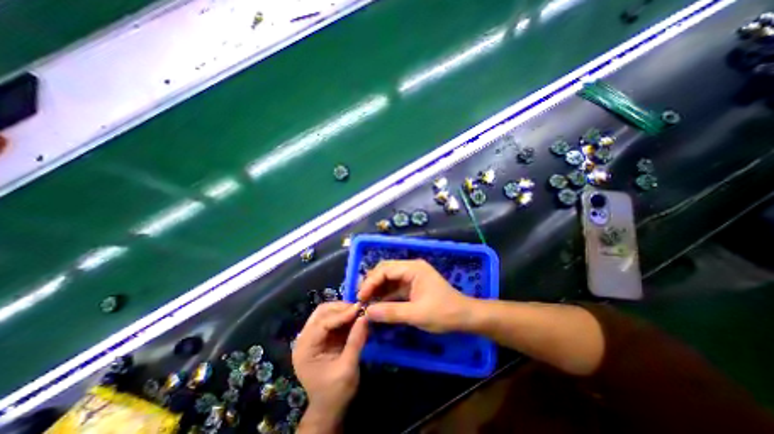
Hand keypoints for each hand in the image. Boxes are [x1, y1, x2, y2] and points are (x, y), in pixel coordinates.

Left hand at [295, 301, 370, 430]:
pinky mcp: (322, 337)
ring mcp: (313, 337)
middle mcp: (305, 339)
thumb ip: (356, 341)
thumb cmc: (336, 392)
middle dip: (341, 308)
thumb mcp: (348, 368)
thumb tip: (365, 317)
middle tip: (359, 309)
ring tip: (358, 313)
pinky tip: (355, 318)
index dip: (341, 314)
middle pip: (321, 312)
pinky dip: (344, 316)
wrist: (329, 409)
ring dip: (343, 310)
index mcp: (305, 349)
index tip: (359, 309)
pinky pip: (333, 319)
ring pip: (326, 312)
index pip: (322, 323)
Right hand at [358, 260, 478, 334]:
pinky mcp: (412, 285)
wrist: (465, 317)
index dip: (371, 281)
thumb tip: (367, 312)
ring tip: (365, 301)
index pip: (385, 269)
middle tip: (361, 298)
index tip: (360, 297)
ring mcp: (412, 276)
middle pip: (385, 270)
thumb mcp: (416, 314)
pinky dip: (385, 294)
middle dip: (372, 283)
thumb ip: (390, 312)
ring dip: (377, 289)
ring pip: (389, 278)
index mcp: (413, 268)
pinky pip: (395, 287)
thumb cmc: (443, 313)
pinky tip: (377, 304)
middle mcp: (411, 268)